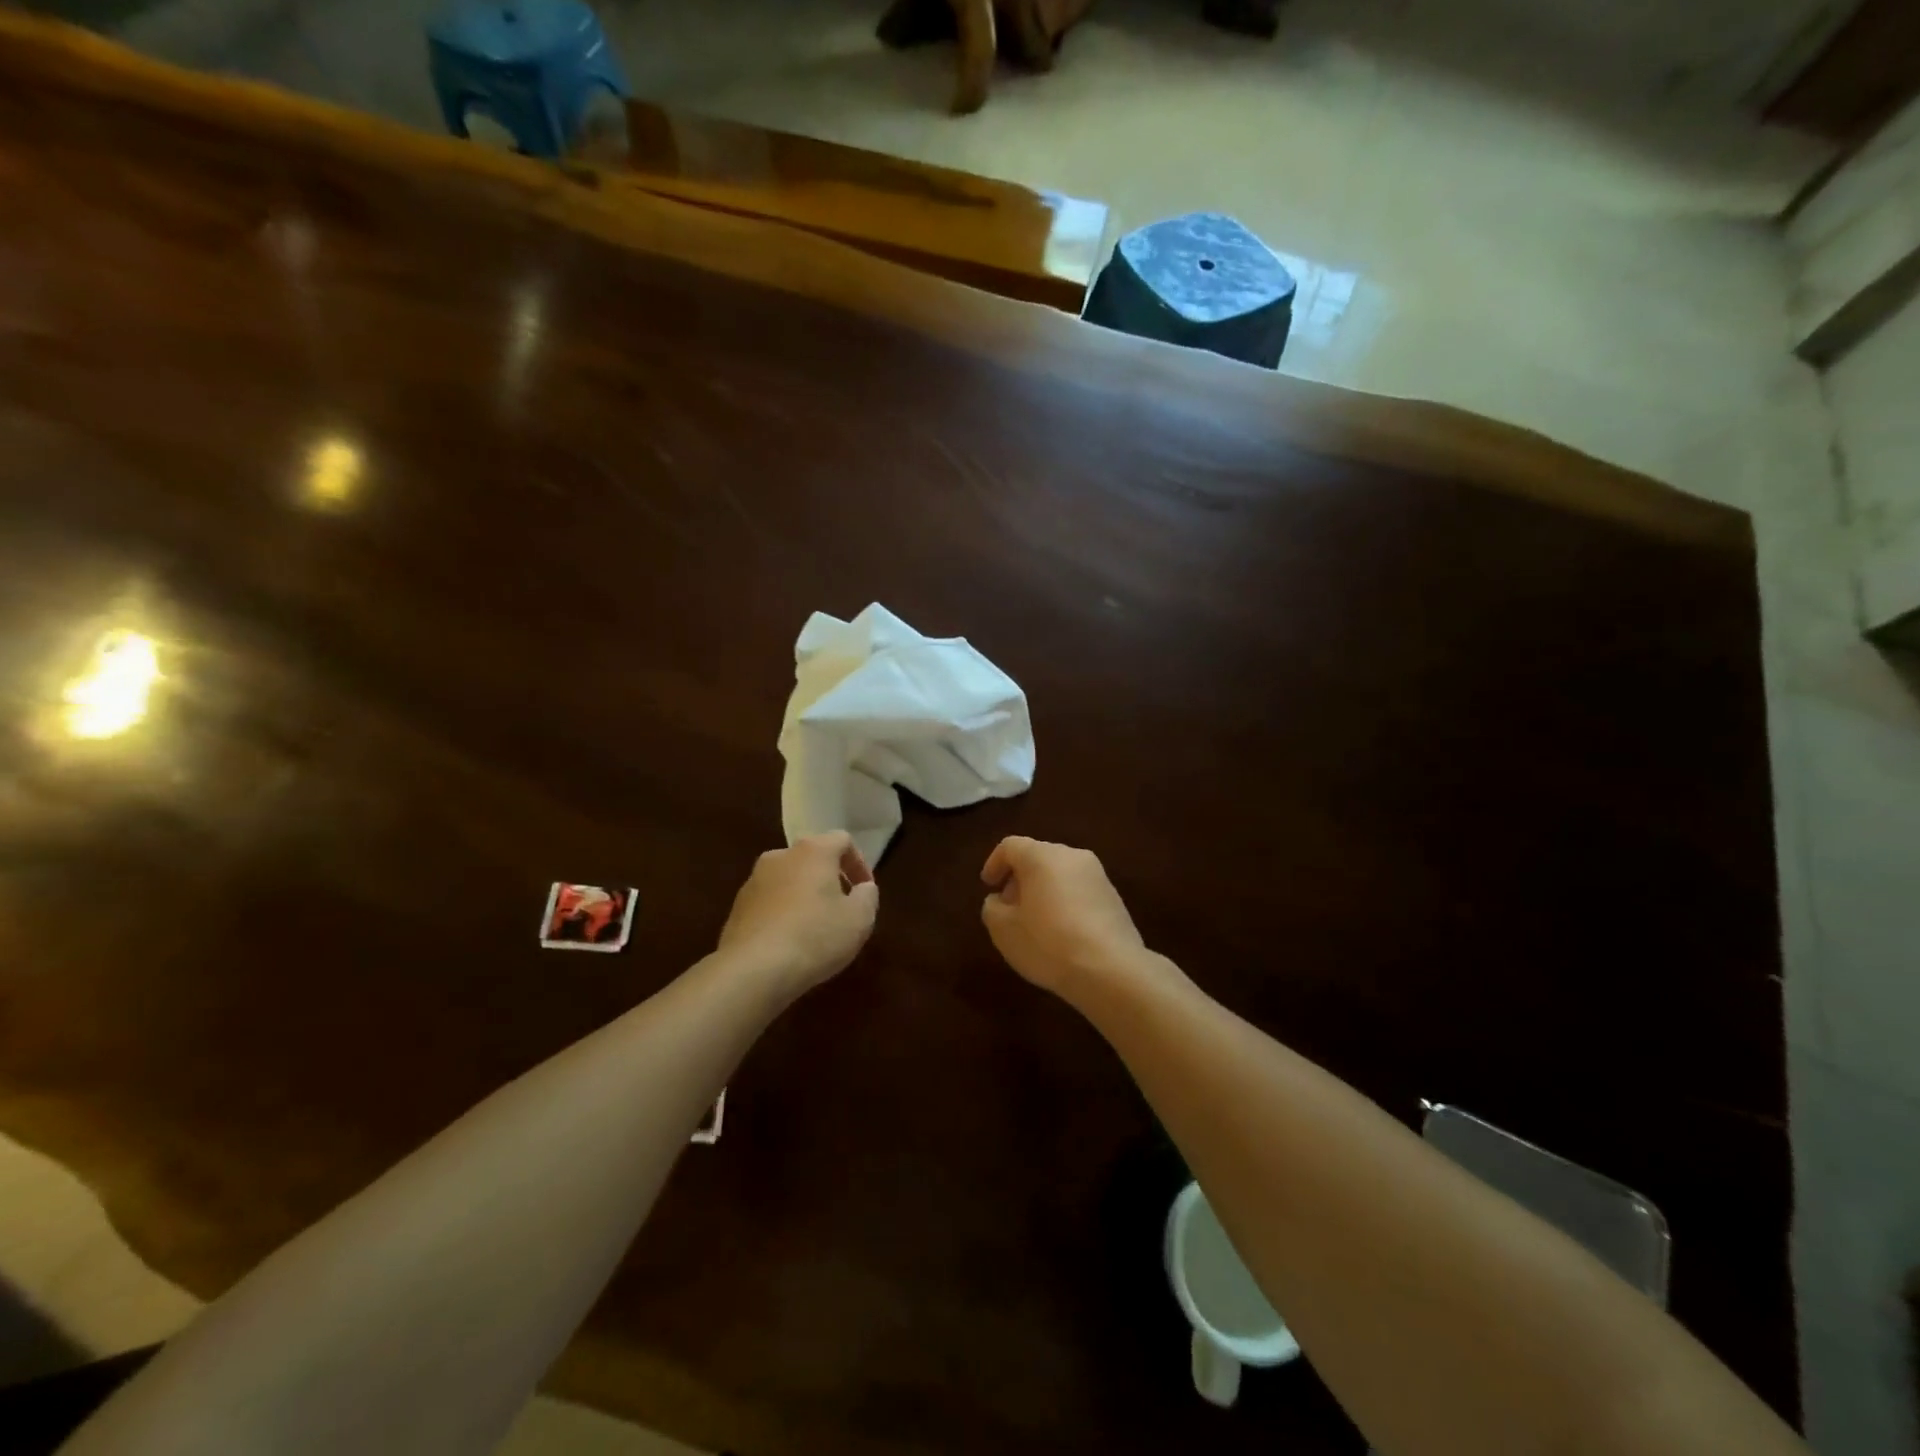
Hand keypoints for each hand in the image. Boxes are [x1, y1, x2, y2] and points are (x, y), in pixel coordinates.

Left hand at [718, 832, 878, 995]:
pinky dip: (783, 912)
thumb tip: (864, 888)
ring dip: (804, 895)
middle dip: (830, 878)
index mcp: (813, 851)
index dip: (859, 863)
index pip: (842, 840)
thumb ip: (868, 896)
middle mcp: (780, 856)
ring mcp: (754, 880)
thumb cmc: (815, 937)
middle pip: (812, 857)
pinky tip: (790, 940)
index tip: (865, 890)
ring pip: (788, 879)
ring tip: (815, 926)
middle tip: (842, 906)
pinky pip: (769, 901)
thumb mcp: (859, 919)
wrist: (753, 969)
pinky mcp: (737, 907)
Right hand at [980, 836, 1148, 995]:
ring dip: (1043, 891)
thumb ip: (992, 908)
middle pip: (1038, 857)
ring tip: (1035, 923)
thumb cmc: (1047, 943)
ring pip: (1060, 874)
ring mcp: (1098, 876)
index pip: (1010, 846)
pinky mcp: (1114, 897)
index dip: (994, 863)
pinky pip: (1080, 891)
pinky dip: (1065, 902)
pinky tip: (1062, 932)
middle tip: (1010, 907)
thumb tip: (1000, 900)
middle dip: (1020, 879)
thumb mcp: (1003, 930)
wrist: (1110, 969)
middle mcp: (1072, 856)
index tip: (988, 886)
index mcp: (1042, 856)